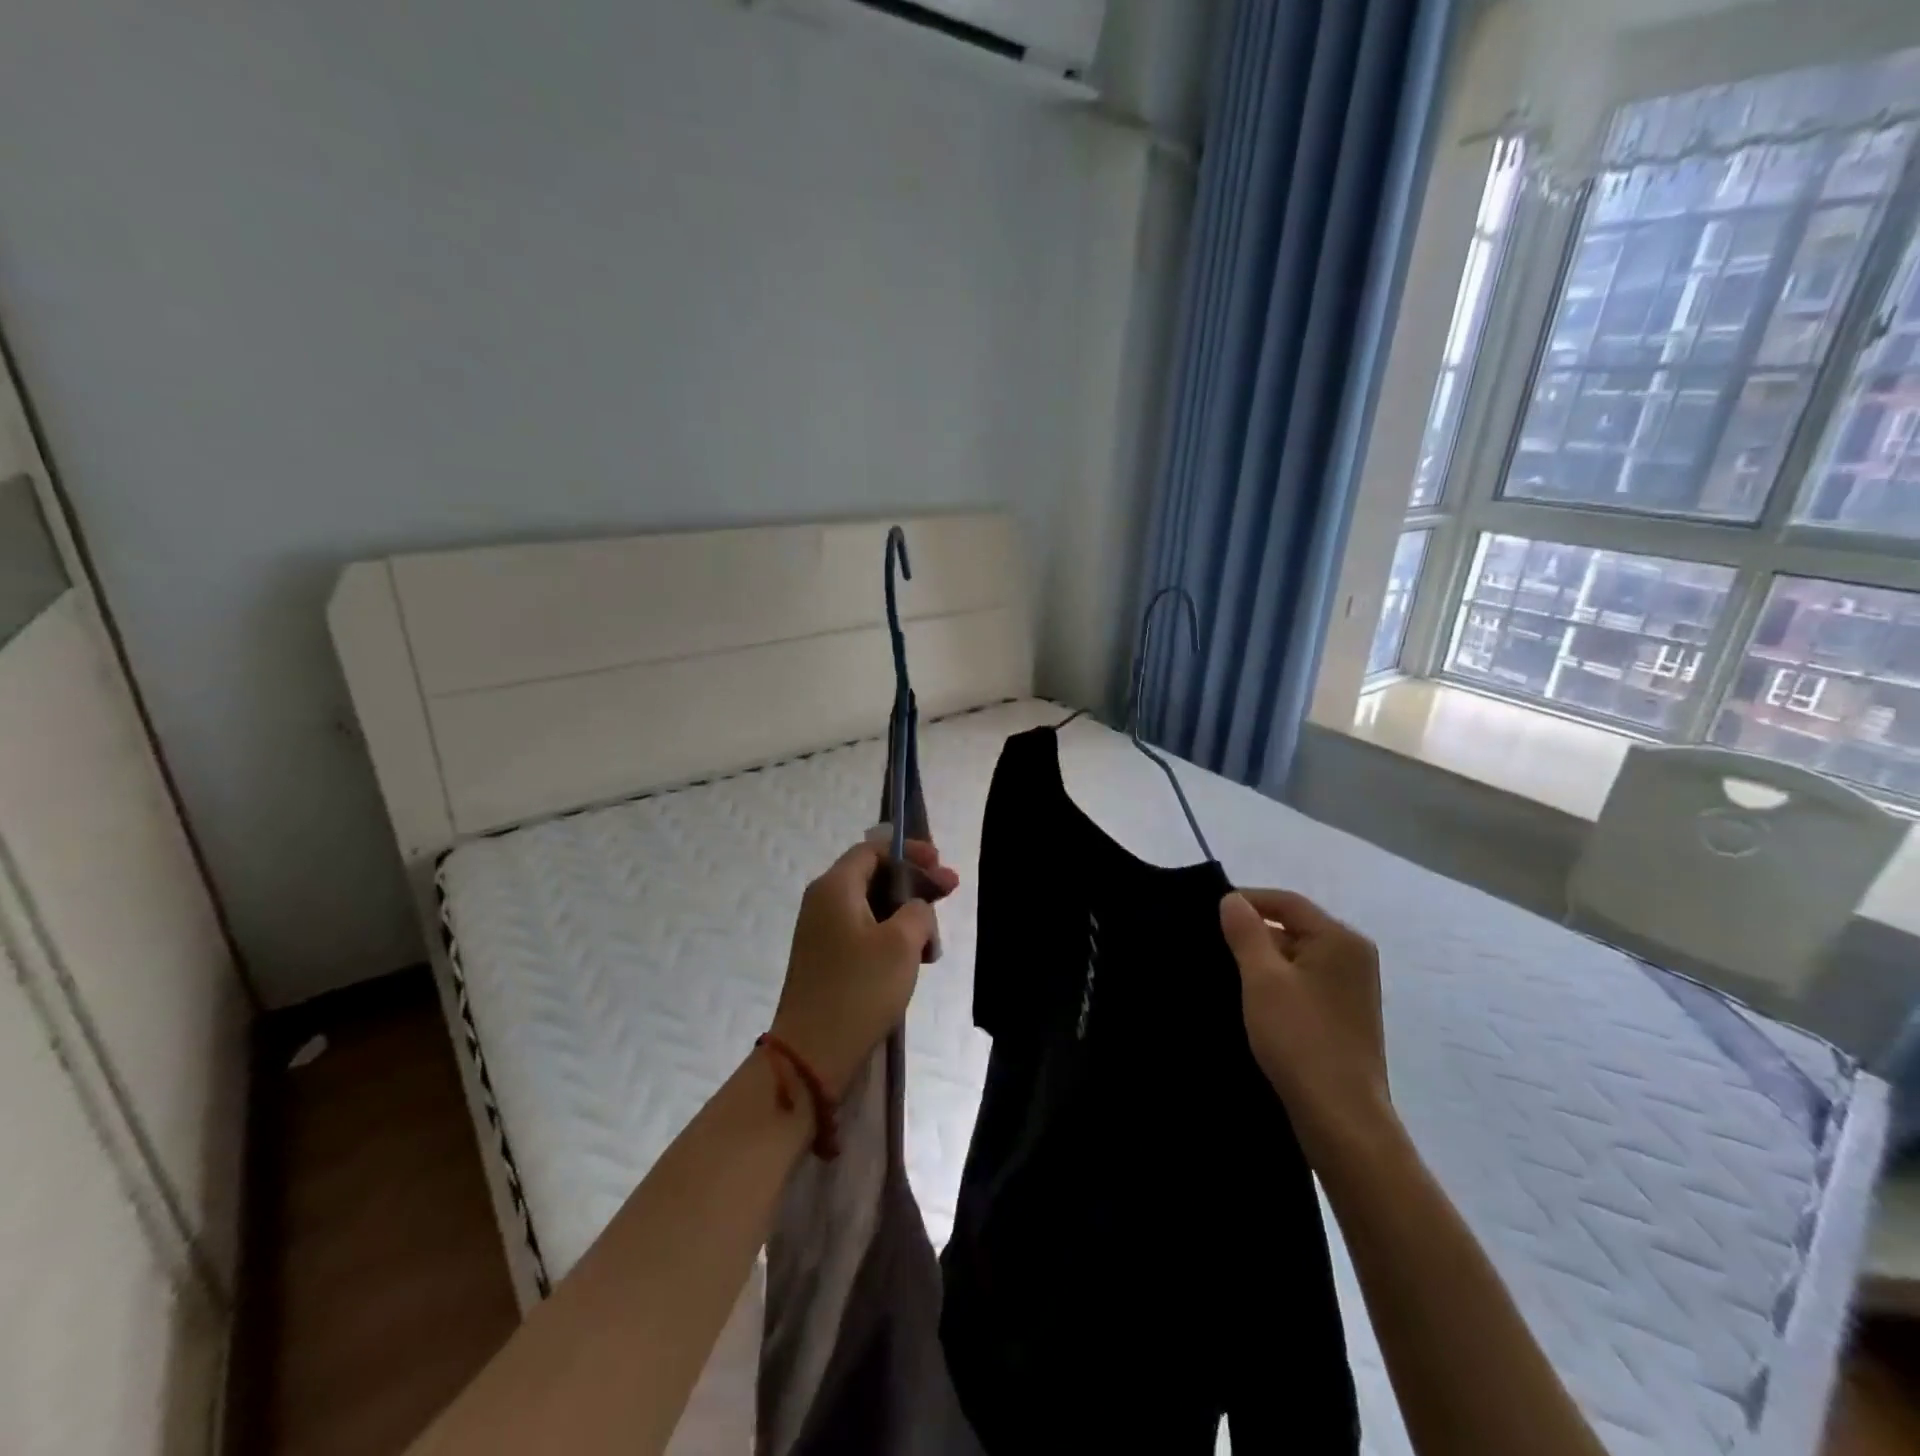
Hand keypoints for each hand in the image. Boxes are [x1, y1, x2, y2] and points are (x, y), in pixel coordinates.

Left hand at [770, 839, 957, 1097]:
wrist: (813, 1053)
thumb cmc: (859, 989)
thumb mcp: (902, 943)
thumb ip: (918, 910)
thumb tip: (916, 909)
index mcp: (835, 887)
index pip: (873, 849)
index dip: (910, 851)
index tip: (941, 864)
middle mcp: (823, 902)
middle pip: (873, 875)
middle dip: (913, 882)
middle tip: (949, 893)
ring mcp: (822, 933)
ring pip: (872, 906)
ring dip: (906, 914)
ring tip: (934, 938)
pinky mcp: (827, 960)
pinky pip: (864, 932)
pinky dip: (891, 937)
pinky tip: (916, 959)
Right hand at [1219, 888, 1391, 1156]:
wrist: (1341, 1118)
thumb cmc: (1300, 1038)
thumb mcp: (1262, 978)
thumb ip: (1246, 932)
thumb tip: (1232, 899)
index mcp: (1340, 939)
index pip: (1286, 901)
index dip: (1246, 900)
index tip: (1208, 911)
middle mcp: (1353, 957)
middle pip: (1293, 926)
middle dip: (1252, 933)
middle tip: (1211, 944)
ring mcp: (1351, 988)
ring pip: (1296, 957)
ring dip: (1262, 961)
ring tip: (1224, 971)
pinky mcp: (1344, 1015)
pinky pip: (1303, 982)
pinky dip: (1277, 983)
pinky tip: (1251, 999)